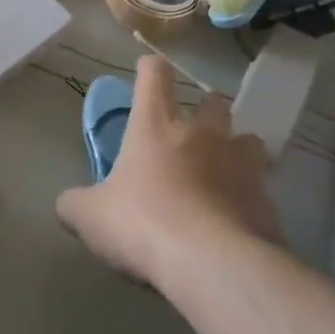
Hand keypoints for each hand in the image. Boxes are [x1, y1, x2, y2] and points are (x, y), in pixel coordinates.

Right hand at [56, 57, 276, 287]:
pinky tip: (236, 222)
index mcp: (155, 126)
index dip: (150, 69)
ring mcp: (241, 165)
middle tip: (191, 135)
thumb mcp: (89, 217)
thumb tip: (68, 204)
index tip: (148, 72)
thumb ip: (75, 204)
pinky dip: (249, 200)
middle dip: (205, 111)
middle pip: (213, 102)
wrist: (211, 263)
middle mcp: (203, 134)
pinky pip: (260, 190)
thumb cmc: (142, 224)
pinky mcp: (267, 201)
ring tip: (223, 174)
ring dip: (235, 151)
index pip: (154, 76)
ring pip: (248, 140)